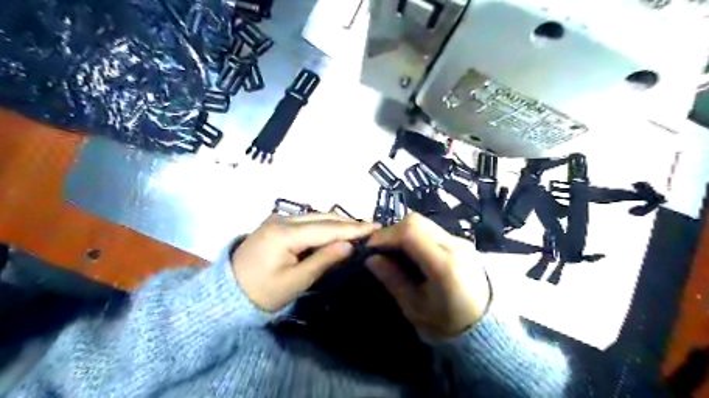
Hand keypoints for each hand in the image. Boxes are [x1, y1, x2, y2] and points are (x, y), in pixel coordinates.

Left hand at [233, 214, 378, 311]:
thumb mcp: (294, 282)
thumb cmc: (260, 292)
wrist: (225, 293)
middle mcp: (282, 219)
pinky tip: (335, 231)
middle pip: (322, 218)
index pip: (327, 228)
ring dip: (336, 223)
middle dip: (347, 223)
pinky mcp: (276, 223)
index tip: (376, 226)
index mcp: (285, 233)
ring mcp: (278, 219)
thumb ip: (322, 261)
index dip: (353, 228)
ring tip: (358, 230)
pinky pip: (306, 220)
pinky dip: (323, 225)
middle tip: (371, 229)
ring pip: (315, 216)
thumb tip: (349, 245)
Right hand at [365, 214, 487, 339]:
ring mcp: (460, 241)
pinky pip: (431, 229)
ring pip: (423, 222)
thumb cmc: (447, 322)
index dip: (385, 236)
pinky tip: (410, 251)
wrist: (484, 325)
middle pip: (416, 221)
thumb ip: (393, 280)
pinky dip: (415, 234)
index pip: (410, 233)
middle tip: (381, 249)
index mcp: (444, 265)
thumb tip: (371, 259)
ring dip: (403, 231)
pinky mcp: (461, 241)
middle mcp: (455, 246)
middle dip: (392, 231)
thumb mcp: (415, 308)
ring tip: (393, 250)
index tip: (370, 248)